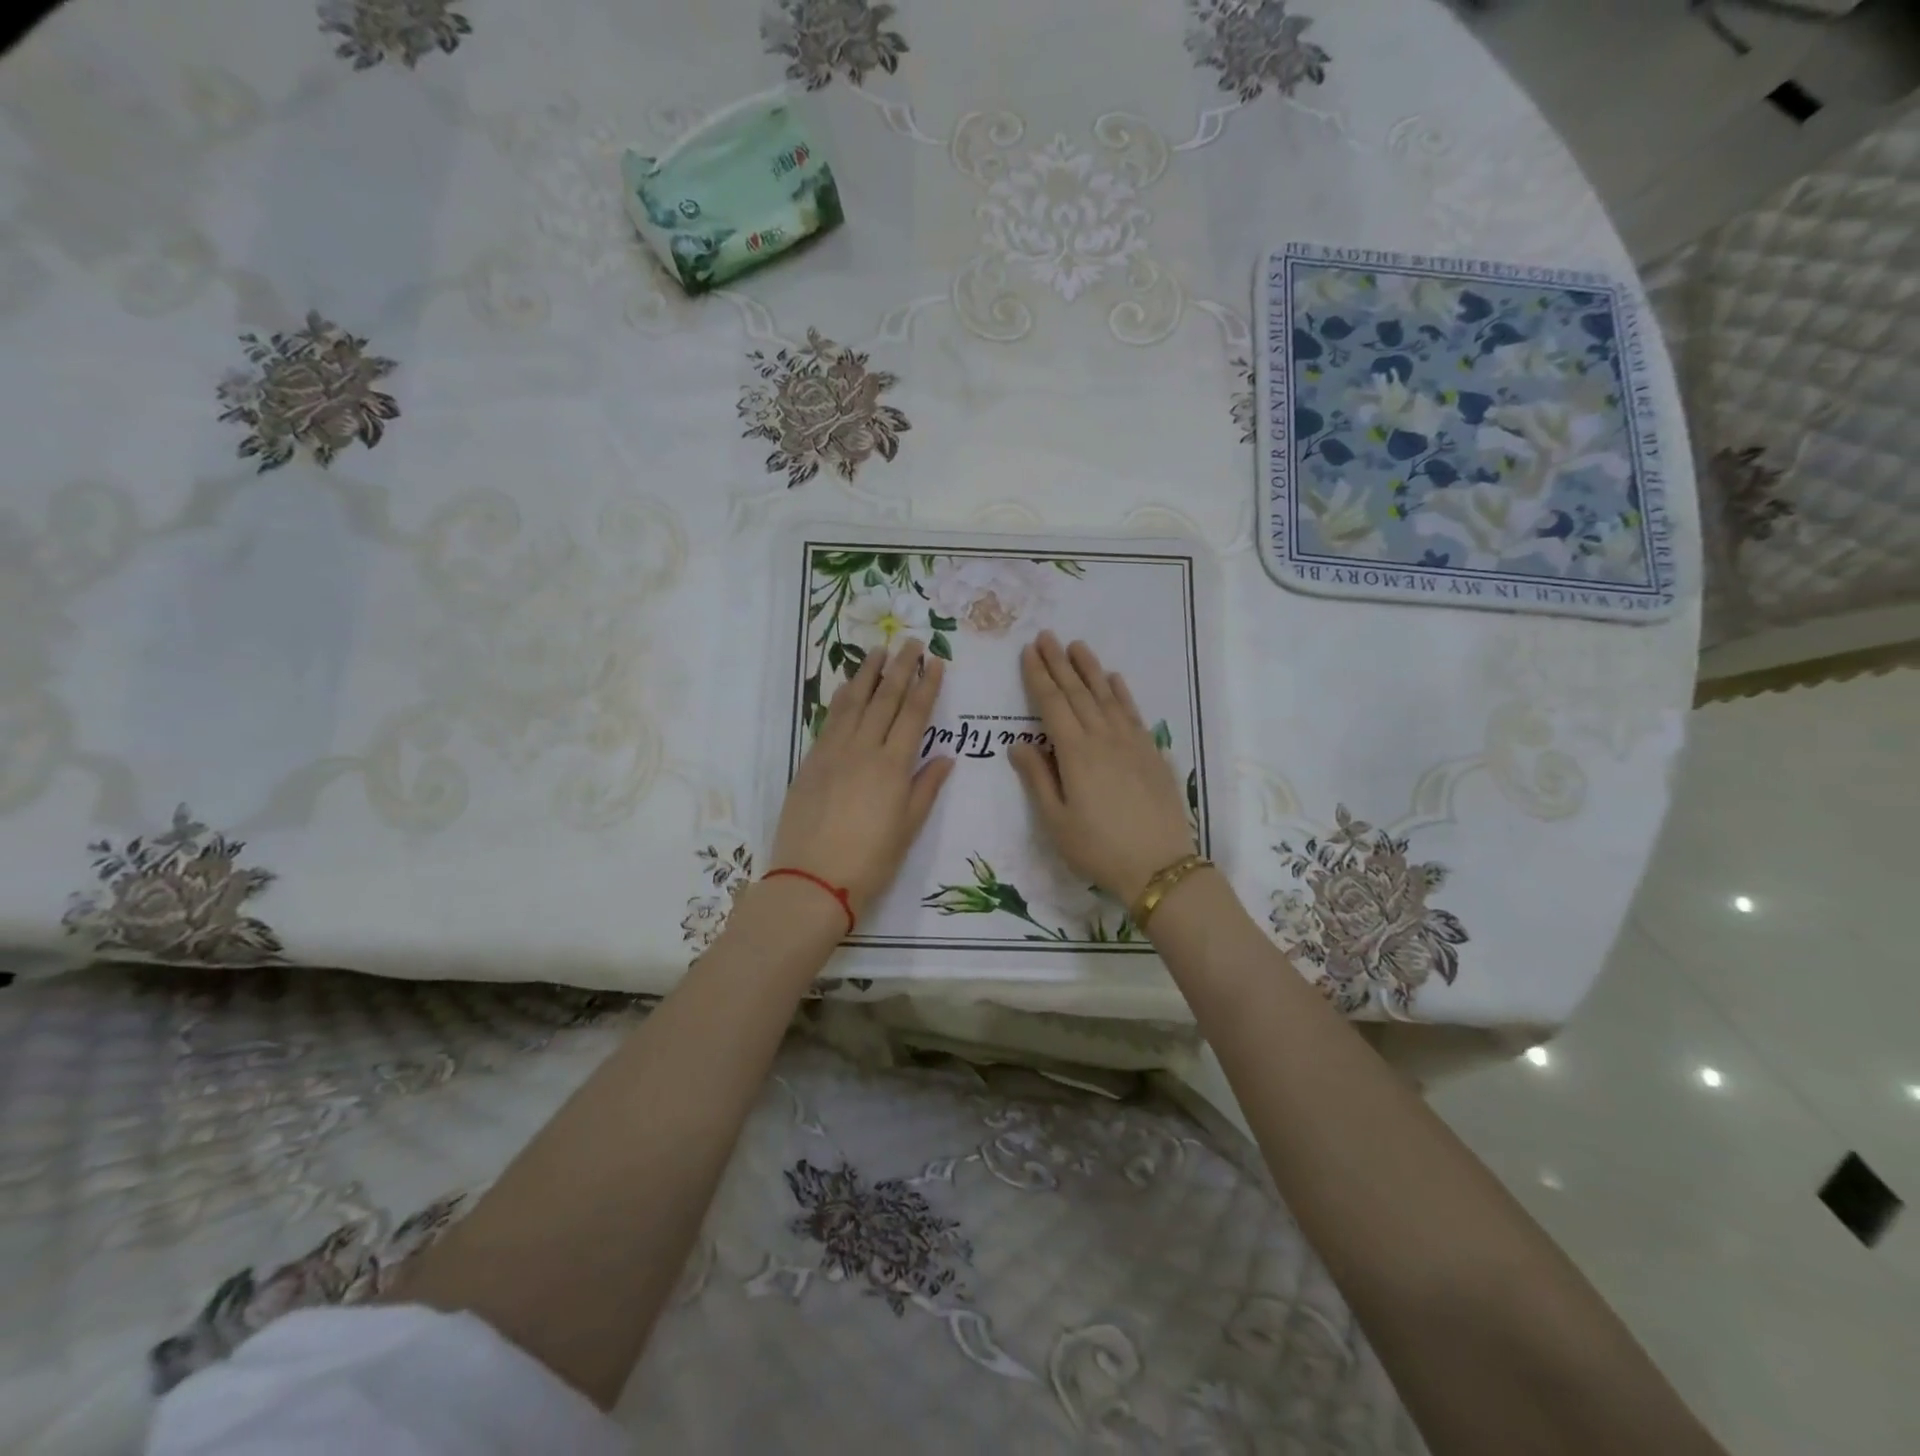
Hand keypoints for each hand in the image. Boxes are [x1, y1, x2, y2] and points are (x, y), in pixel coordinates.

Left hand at [771, 638, 954, 913]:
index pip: (914, 714)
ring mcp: (833, 752)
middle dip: (900, 668)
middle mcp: (863, 749)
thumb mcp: (908, 829)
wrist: (811, 881)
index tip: (936, 661)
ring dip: (867, 674)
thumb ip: (926, 788)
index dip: (926, 685)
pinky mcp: (810, 761)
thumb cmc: (869, 862)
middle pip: (884, 699)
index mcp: (893, 766)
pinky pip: (829, 720)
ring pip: (853, 703)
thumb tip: (945, 758)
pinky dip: (841, 699)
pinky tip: (847, 687)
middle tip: (910, 642)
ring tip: (878, 651)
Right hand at [1009, 633, 1195, 907]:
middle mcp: (1103, 738)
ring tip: (1077, 646)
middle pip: (1078, 692)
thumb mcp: (1056, 821)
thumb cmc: (1098, 848)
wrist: (1159, 866)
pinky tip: (1114, 679)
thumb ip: (1037, 778)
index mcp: (1075, 753)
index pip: (1052, 704)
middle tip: (1046, 636)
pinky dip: (1121, 693)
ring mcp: (1132, 742)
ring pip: (1106, 696)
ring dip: (1090, 669)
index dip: (1038, 676)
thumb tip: (1018, 743)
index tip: (1029, 652)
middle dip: (1059, 663)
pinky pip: (1133, 713)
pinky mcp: (1152, 752)